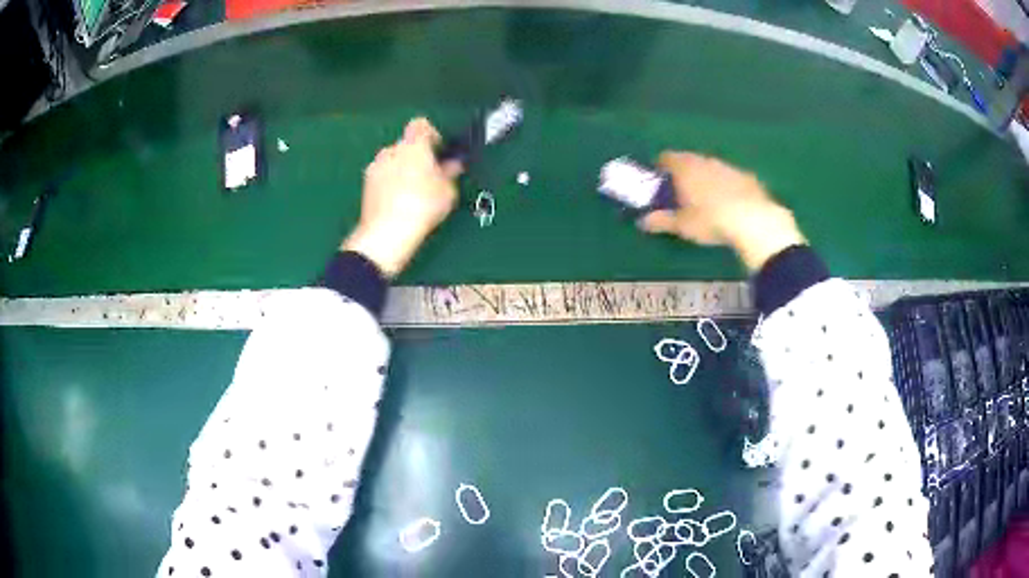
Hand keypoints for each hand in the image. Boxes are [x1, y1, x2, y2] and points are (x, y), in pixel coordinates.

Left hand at [342, 118, 461, 277]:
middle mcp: (391, 150)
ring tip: (412, 191)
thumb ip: (450, 172)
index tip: (439, 150)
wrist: (387, 232)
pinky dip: (390, 182)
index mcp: (413, 145)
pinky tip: (398, 201)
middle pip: (406, 144)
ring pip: (392, 160)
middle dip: (417, 155)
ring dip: (402, 169)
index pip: (421, 125)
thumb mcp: (447, 190)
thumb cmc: (422, 206)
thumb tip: (451, 165)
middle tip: (429, 175)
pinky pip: (382, 176)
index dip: (431, 134)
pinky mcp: (365, 184)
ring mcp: (375, 167)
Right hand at [639, 152, 805, 271]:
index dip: (660, 167)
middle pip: (689, 160)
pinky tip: (729, 202)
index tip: (658, 179)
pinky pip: (730, 177)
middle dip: (683, 171)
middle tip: (681, 190)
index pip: (666, 158)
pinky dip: (726, 185)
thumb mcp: (682, 225)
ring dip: (706, 177)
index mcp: (685, 168)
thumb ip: (661, 221)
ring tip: (705, 197)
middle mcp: (705, 160)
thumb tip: (642, 222)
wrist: (753, 220)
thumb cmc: (710, 220)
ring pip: (711, 167)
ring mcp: (728, 167)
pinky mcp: (747, 177)